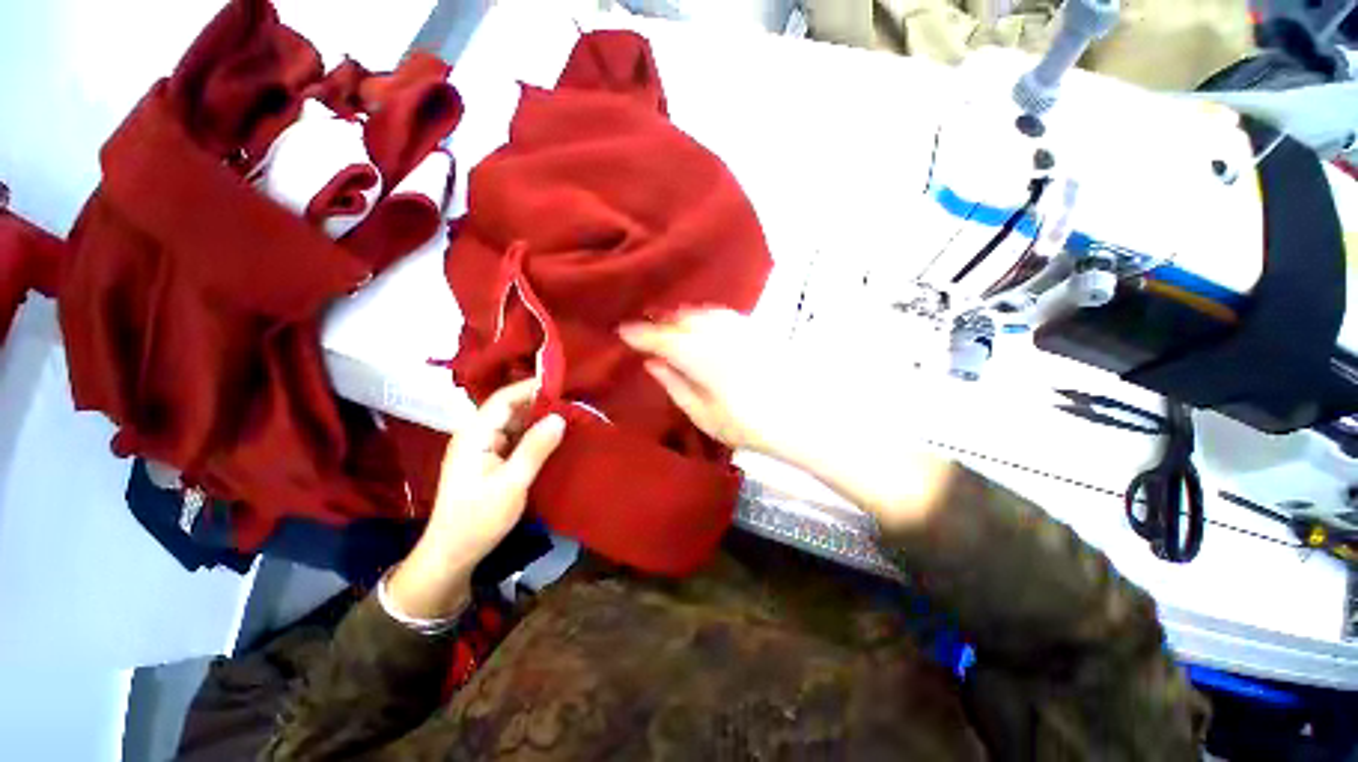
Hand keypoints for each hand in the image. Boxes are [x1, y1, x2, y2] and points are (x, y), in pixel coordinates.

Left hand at [387, 380, 565, 619]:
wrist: (452, 554)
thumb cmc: (478, 519)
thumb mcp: (512, 484)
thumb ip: (535, 448)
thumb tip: (559, 417)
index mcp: (475, 435)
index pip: (504, 399)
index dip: (531, 387)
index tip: (563, 383)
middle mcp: (477, 435)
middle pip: (510, 409)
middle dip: (540, 403)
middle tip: (574, 401)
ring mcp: (484, 448)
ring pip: (515, 423)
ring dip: (539, 419)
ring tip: (570, 415)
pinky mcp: (491, 460)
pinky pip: (516, 438)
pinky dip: (535, 435)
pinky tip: (554, 436)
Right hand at [623, 307, 954, 533]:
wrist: (806, 415)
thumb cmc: (750, 423)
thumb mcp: (704, 414)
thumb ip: (676, 385)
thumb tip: (654, 363)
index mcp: (700, 356)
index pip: (662, 338)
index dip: (641, 334)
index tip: (623, 331)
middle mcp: (717, 334)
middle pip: (681, 321)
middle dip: (660, 324)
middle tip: (644, 332)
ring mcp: (739, 328)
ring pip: (701, 314)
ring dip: (682, 318)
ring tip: (669, 327)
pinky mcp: (755, 329)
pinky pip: (721, 316)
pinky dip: (704, 318)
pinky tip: (702, 326)